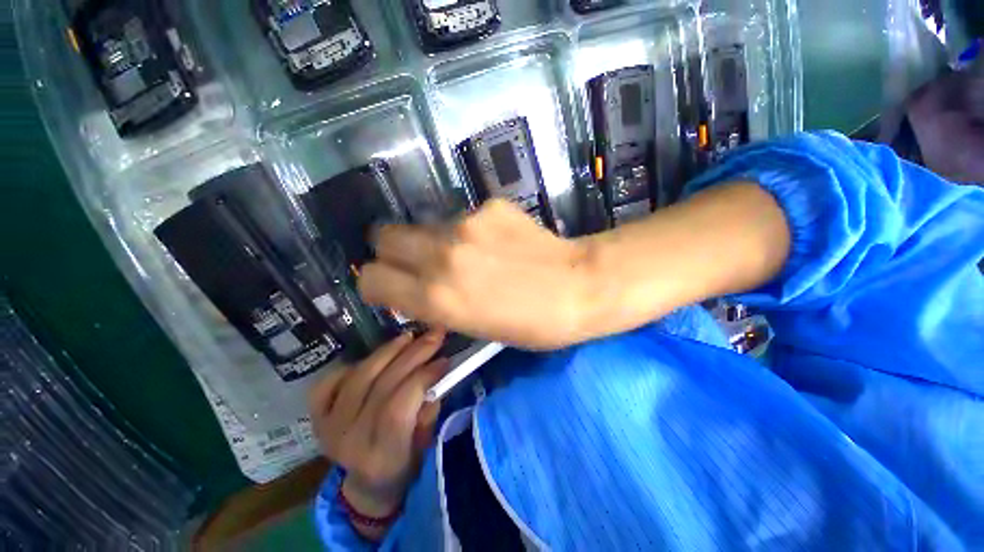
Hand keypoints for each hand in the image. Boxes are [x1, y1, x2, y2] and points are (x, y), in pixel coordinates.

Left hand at [308, 331, 448, 537]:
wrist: (367, 484)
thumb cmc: (405, 465)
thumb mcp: (425, 447)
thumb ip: (428, 413)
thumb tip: (433, 377)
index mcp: (380, 457)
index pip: (397, 408)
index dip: (422, 378)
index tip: (445, 360)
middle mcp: (348, 440)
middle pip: (381, 385)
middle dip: (413, 354)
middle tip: (434, 335)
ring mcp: (328, 426)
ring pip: (360, 376)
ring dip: (389, 350)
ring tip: (410, 336)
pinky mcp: (317, 417)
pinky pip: (330, 381)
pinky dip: (354, 363)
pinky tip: (375, 356)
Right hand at [358, 200, 593, 349]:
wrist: (577, 287)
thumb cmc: (529, 323)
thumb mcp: (472, 327)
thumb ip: (432, 304)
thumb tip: (411, 289)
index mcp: (436, 298)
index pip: (371, 279)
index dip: (377, 283)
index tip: (391, 287)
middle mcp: (441, 257)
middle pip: (384, 237)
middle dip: (393, 252)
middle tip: (418, 263)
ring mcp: (465, 225)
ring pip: (424, 225)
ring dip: (433, 241)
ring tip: (466, 254)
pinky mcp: (488, 206)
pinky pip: (461, 217)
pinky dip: (468, 230)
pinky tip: (495, 242)